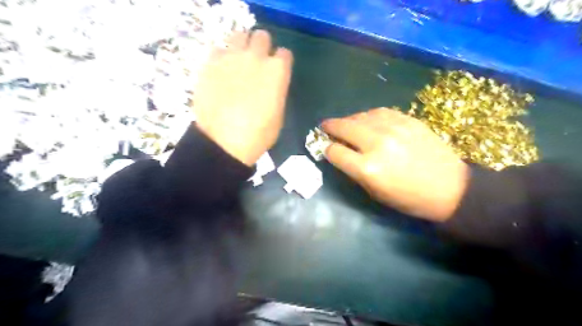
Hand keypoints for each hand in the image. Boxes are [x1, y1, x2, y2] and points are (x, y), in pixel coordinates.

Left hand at [196, 29, 292, 164]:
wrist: (224, 142)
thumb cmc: (258, 134)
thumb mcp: (278, 114)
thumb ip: (277, 91)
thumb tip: (271, 84)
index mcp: (277, 71)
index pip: (285, 54)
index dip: (281, 62)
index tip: (277, 71)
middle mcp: (256, 57)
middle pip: (262, 36)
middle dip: (262, 47)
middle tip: (257, 63)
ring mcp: (232, 57)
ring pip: (239, 35)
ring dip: (242, 46)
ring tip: (238, 62)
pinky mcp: (210, 62)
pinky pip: (219, 49)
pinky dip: (222, 57)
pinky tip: (221, 72)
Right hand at [320, 108, 468, 221]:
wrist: (451, 188)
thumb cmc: (409, 198)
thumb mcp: (375, 192)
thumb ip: (354, 171)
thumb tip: (339, 153)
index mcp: (368, 168)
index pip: (335, 151)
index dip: (326, 149)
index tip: (326, 148)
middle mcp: (377, 143)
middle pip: (344, 127)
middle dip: (330, 127)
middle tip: (325, 127)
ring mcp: (394, 128)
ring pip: (360, 116)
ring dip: (349, 120)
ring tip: (347, 125)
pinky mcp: (408, 120)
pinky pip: (380, 112)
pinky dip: (368, 116)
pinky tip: (368, 121)